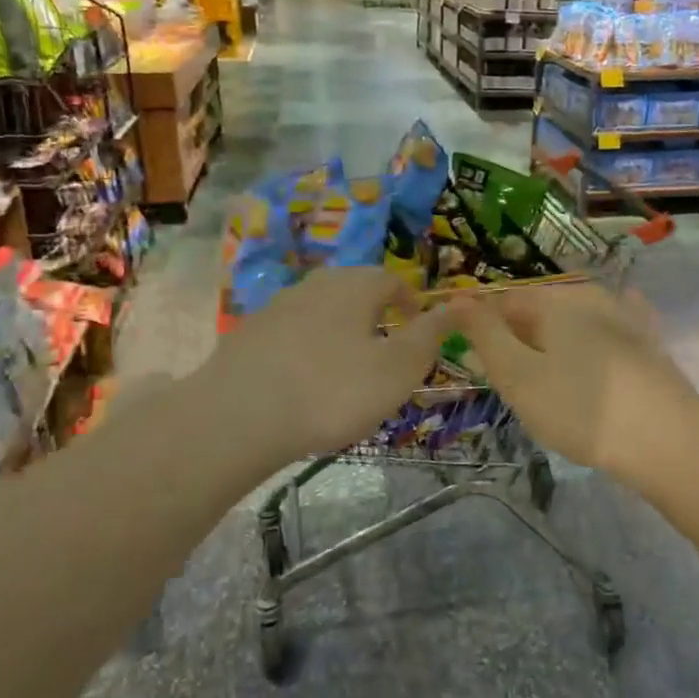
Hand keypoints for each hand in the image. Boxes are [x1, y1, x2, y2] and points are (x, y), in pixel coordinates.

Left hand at [204, 266, 455, 463]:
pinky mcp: (248, 334)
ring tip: (346, 372)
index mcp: (355, 286)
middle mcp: (315, 284)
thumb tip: (460, 304)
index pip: (393, 280)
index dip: (411, 304)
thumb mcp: (397, 368)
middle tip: (385, 353)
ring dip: (340, 333)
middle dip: (375, 316)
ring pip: (322, 312)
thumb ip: (430, 334)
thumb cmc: (333, 391)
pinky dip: (307, 350)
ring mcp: (277, 307)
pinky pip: (292, 334)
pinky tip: (303, 383)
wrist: (238, 417)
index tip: (418, 331)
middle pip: (355, 291)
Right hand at [450, 281, 698, 486]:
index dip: (482, 329)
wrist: (667, 439)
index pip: (503, 301)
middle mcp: (590, 296)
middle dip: (518, 339)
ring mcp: (625, 316)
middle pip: (539, 310)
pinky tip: (595, 355)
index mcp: (554, 300)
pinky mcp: (649, 342)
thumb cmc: (580, 408)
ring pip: (573, 323)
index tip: (478, 364)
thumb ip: (484, 334)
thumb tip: (457, 299)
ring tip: (548, 384)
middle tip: (511, 383)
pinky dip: (591, 345)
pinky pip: (609, 333)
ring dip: (553, 345)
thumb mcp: (518, 374)